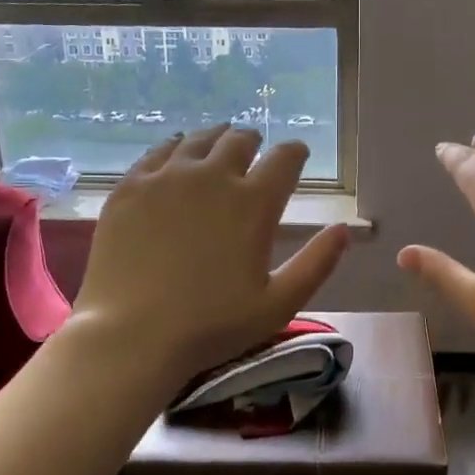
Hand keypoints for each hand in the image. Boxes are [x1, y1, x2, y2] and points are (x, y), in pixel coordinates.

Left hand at [70, 125, 349, 392]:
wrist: (131, 335)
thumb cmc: (212, 326)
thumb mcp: (279, 304)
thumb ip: (317, 264)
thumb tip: (344, 230)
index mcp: (253, 203)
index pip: (284, 158)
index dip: (294, 152)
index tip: (296, 155)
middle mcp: (212, 176)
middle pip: (239, 140)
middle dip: (253, 142)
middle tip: (254, 150)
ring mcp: (166, 178)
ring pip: (198, 139)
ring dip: (215, 139)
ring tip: (218, 145)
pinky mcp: (130, 187)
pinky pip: (157, 152)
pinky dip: (174, 148)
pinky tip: (175, 154)